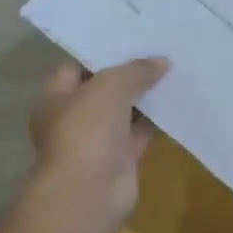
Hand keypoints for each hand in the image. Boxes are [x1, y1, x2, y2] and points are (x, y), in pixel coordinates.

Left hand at [28, 58, 168, 227]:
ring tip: (173, 71)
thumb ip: (135, 71)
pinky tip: (176, 102)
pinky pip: (140, 134)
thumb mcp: (110, 87)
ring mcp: (97, 141)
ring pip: (124, 112)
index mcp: (56, 98)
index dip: (101, 53)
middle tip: (158, 51)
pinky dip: (156, 121)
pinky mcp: (121, 160)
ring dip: (145, 97)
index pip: (76, 67)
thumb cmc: (87, 131)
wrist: (89, 193)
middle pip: (103, 90)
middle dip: (128, 74)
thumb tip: (162, 61)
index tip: (130, 39)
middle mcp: (74, 119)